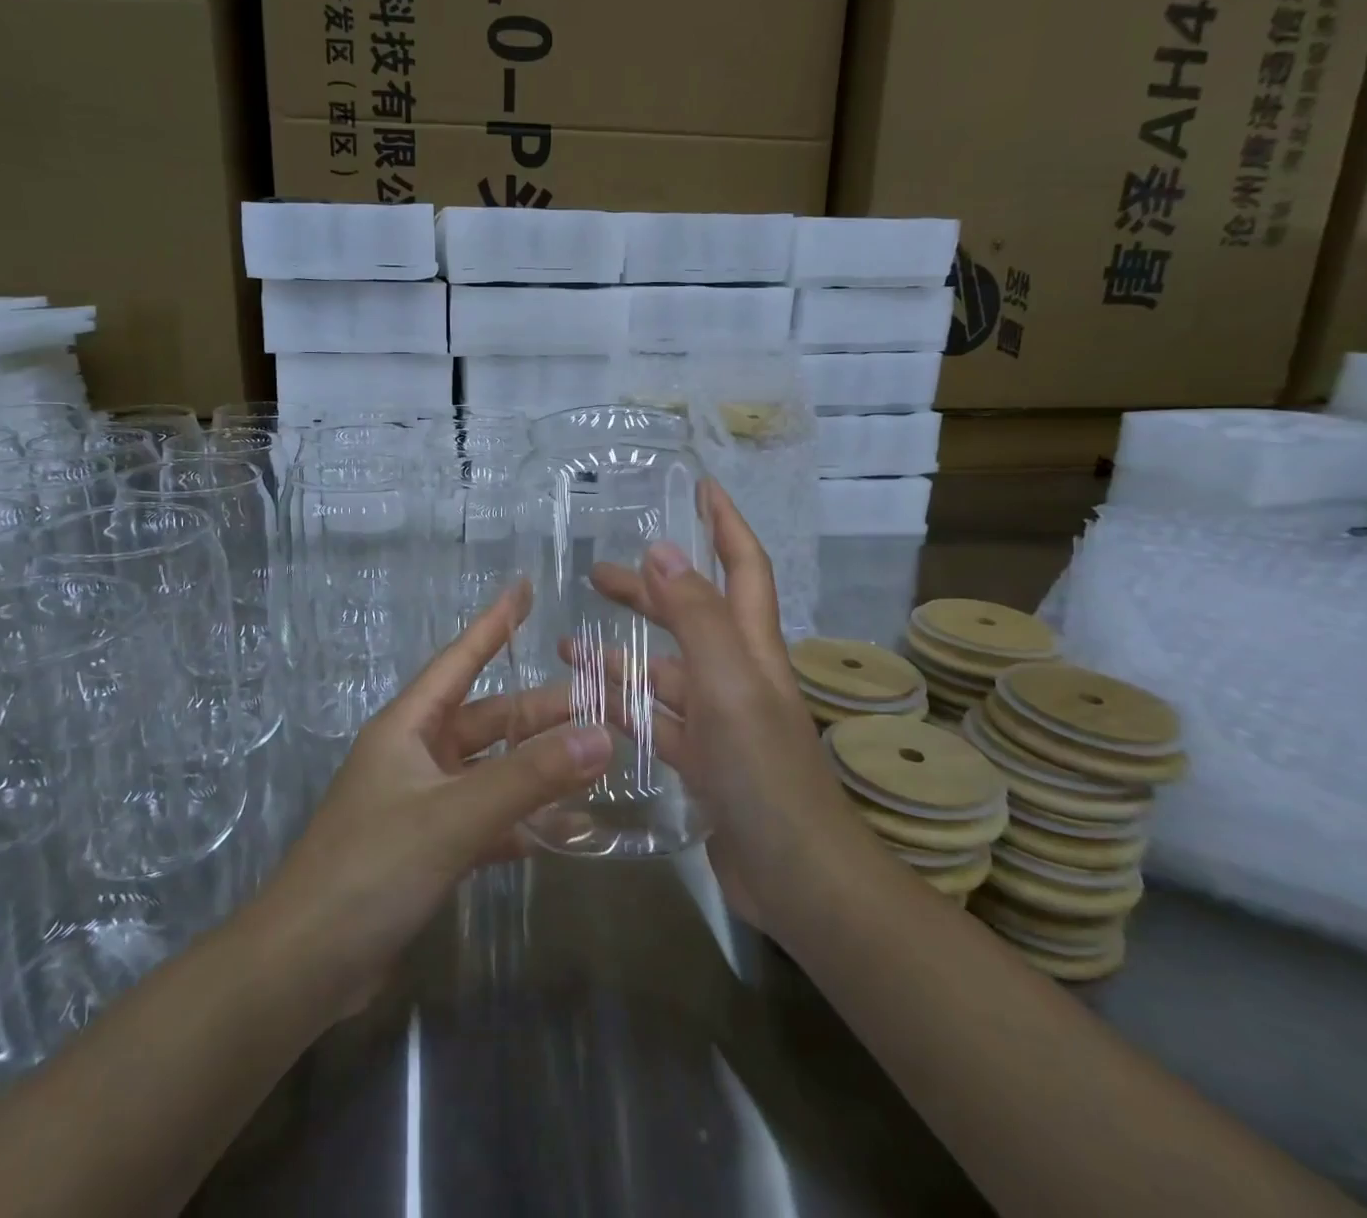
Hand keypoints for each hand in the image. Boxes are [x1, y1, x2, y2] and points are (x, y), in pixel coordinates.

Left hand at [251, 581, 611, 1019]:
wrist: (303, 967)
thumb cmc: (370, 869)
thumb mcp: (453, 816)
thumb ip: (529, 777)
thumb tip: (602, 735)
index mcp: (408, 727)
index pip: (459, 660)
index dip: (493, 623)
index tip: (524, 588)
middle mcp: (415, 755)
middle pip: (488, 719)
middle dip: (540, 711)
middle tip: (601, 703)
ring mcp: (422, 804)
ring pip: (491, 770)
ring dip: (537, 766)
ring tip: (596, 758)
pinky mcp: (428, 849)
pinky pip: (486, 819)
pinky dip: (521, 820)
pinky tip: (564, 827)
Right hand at [589, 480, 874, 937]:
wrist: (798, 878)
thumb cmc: (765, 773)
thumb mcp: (730, 685)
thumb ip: (697, 617)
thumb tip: (663, 548)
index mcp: (751, 648)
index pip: (743, 567)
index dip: (725, 524)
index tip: (700, 488)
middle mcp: (738, 675)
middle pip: (691, 614)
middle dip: (648, 588)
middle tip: (596, 574)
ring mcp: (720, 721)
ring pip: (664, 672)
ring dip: (621, 654)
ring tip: (568, 644)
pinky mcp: (704, 762)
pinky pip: (656, 721)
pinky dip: (624, 707)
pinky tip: (586, 705)